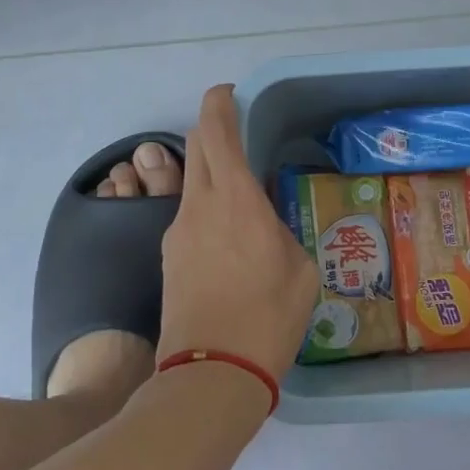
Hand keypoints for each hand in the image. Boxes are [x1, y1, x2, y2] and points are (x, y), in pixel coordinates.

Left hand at [158, 85, 320, 384]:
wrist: (210, 375)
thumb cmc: (267, 318)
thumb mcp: (300, 269)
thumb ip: (282, 231)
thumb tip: (267, 222)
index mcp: (236, 200)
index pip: (216, 131)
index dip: (219, 102)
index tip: (229, 94)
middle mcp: (200, 205)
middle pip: (196, 147)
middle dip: (213, 132)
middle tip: (242, 143)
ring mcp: (178, 232)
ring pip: (191, 183)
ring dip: (212, 177)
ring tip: (244, 209)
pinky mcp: (169, 258)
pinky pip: (189, 217)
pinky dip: (207, 212)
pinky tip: (229, 247)